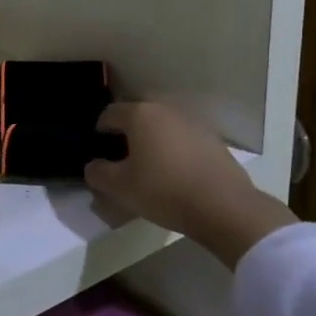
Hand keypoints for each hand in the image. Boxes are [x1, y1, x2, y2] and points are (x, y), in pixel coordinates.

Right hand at [85, 102, 294, 268]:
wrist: (222, 205)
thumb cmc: (163, 190)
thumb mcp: (119, 188)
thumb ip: (98, 173)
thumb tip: (93, 166)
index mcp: (141, 115)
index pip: (110, 113)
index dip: (100, 129)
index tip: (98, 147)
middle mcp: (166, 109)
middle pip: (139, 111)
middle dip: (128, 127)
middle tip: (122, 151)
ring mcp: (193, 121)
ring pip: (163, 122)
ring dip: (153, 135)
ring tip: (148, 161)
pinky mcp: (212, 138)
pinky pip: (183, 135)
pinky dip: (174, 145)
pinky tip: (174, 168)